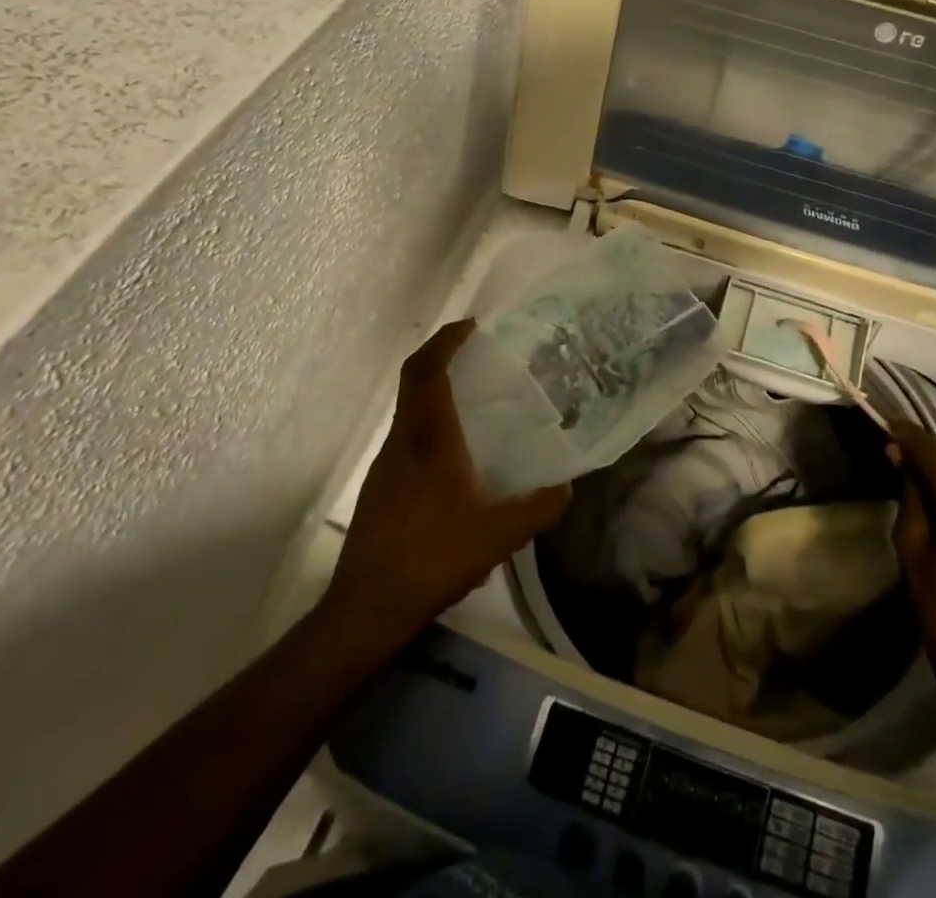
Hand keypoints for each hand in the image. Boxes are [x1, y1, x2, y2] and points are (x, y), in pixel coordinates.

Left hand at [318, 320, 569, 657]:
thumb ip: (539, 507)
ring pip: (410, 410)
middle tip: (481, 356)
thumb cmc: (433, 558)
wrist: (368, 608)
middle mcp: (403, 441)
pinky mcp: (380, 487)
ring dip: (437, 392)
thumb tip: (567, 488)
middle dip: (443, 358)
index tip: (472, 326)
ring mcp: (386, 465)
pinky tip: (458, 456)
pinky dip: (431, 424)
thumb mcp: (500, 535)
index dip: (446, 341)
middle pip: (414, 382)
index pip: (427, 371)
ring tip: (477, 402)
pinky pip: (408, 436)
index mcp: (429, 439)